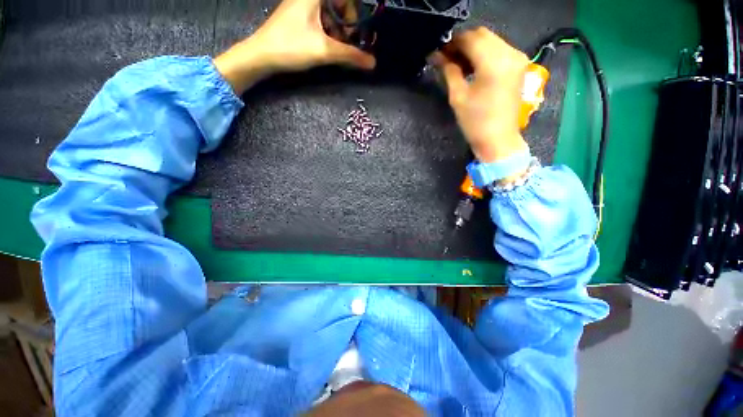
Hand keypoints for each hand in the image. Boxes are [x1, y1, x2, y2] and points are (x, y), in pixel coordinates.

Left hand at [214, 0, 375, 94]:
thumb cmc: (291, 47)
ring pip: (330, 14)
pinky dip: (328, 33)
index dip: (354, 14)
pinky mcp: (299, 16)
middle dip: (346, 25)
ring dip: (338, 31)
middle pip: (339, 5)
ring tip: (336, 49)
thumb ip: (350, 55)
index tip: (355, 33)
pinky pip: (321, 20)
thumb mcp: (324, 51)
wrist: (261, 55)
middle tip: (346, 44)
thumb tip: (372, 63)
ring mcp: (303, 5)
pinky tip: (326, 46)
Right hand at [431, 28, 529, 162]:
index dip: (452, 43)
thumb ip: (449, 71)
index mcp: (494, 62)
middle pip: (482, 35)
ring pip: (491, 41)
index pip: (470, 39)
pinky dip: (484, 53)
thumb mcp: (458, 97)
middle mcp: (510, 54)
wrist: (498, 140)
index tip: (439, 53)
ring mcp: (517, 59)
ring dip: (473, 48)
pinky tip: (473, 67)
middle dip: (462, 43)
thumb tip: (437, 56)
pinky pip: (499, 50)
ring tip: (458, 65)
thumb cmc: (475, 123)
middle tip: (447, 58)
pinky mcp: (519, 66)